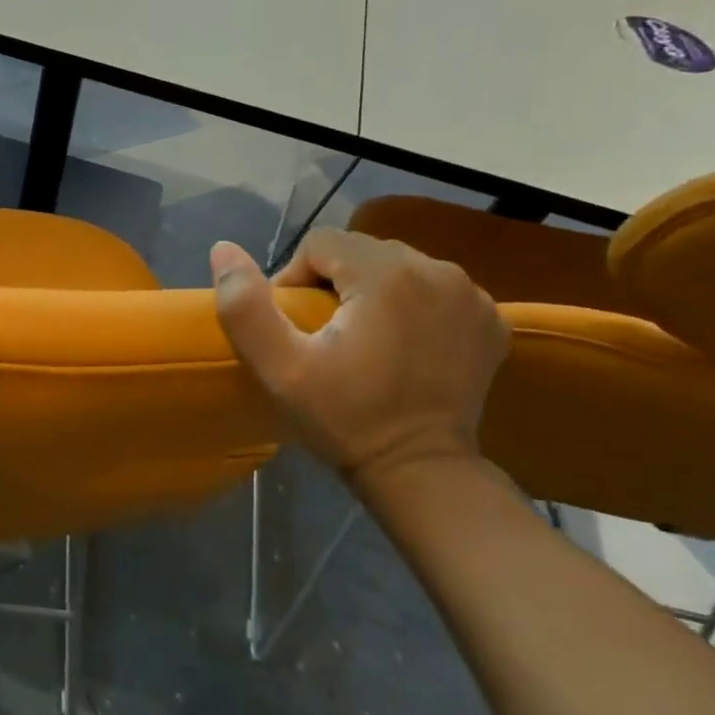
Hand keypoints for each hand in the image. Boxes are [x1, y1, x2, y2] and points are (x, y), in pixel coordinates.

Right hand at [211, 228, 507, 491]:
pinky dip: (413, 306)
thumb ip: (245, 305)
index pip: (321, 242)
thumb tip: (223, 249)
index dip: (295, 277)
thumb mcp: (279, 367)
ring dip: (373, 291)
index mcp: (387, 274)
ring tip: (361, 338)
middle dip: (334, 282)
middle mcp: (438, 270)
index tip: (296, 325)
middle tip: (323, 335)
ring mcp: (472, 295)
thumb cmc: (344, 418)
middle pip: (362, 251)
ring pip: (399, 267)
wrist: (420, 473)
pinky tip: (402, 344)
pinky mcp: (490, 320)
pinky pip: (435, 290)